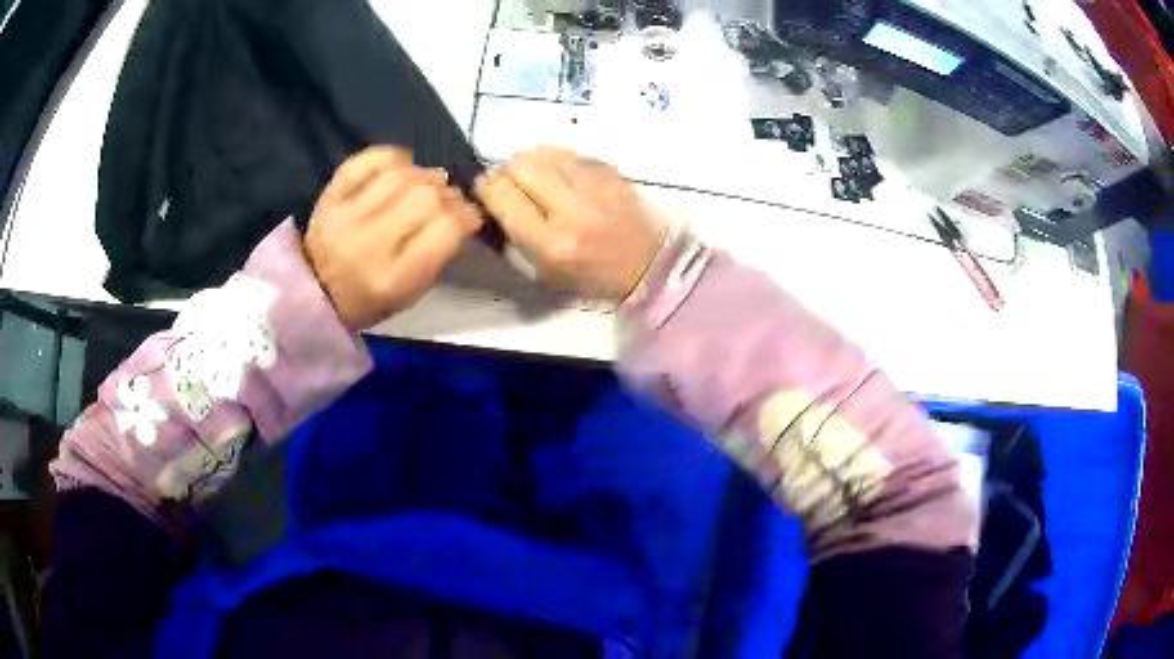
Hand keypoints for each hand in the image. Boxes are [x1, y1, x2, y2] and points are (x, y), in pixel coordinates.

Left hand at [305, 147, 481, 330]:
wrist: (313, 292)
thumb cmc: (368, 300)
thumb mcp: (410, 294)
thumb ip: (438, 254)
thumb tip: (462, 211)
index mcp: (394, 279)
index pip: (444, 229)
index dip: (465, 216)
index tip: (469, 217)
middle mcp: (369, 245)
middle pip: (425, 197)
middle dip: (446, 195)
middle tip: (447, 200)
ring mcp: (345, 217)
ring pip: (399, 175)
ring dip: (423, 174)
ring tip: (428, 182)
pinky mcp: (329, 196)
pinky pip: (365, 161)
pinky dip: (390, 156)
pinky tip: (401, 166)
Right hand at [474, 147, 663, 301]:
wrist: (647, 267)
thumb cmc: (589, 277)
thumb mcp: (543, 271)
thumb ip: (513, 233)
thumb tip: (492, 196)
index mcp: (551, 243)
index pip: (502, 195)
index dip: (486, 187)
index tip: (486, 189)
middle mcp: (571, 210)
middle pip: (521, 165)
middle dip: (507, 170)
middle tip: (512, 182)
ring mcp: (595, 187)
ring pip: (545, 152)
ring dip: (533, 161)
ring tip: (538, 178)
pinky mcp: (611, 172)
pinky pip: (571, 153)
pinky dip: (559, 161)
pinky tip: (565, 178)